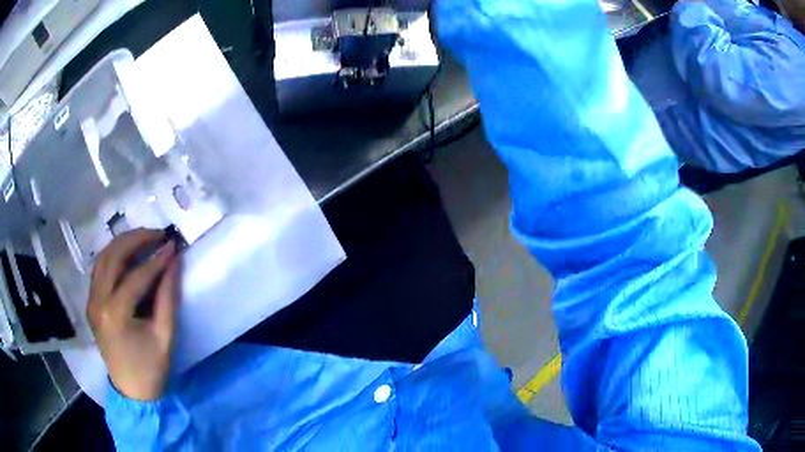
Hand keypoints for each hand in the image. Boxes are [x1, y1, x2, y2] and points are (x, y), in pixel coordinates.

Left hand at [87, 229, 180, 400]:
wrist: (131, 391)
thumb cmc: (150, 368)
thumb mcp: (164, 336)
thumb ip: (168, 297)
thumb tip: (174, 262)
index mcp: (115, 314)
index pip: (136, 276)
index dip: (157, 259)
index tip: (173, 245)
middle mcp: (98, 301)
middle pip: (113, 256)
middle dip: (136, 239)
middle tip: (158, 234)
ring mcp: (91, 301)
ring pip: (102, 258)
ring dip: (122, 243)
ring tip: (143, 238)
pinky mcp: (91, 303)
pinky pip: (99, 269)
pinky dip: (113, 256)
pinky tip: (127, 254)